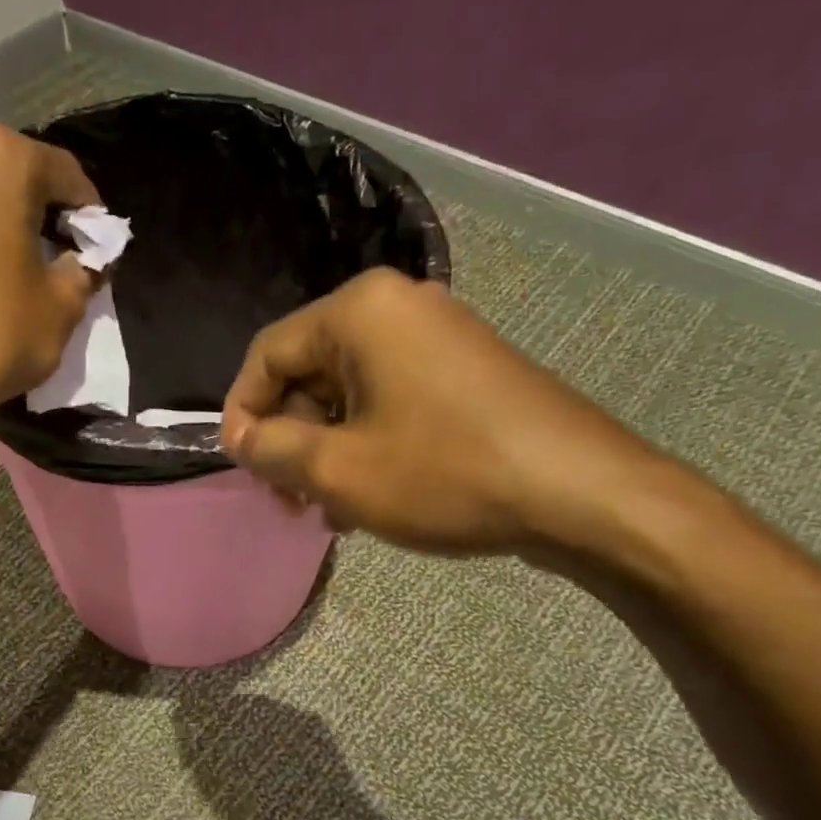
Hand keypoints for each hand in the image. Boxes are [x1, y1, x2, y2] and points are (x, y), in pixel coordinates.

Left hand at [0, 124, 100, 432]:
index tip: (102, 247)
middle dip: (47, 214)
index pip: (66, 174)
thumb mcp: (62, 306)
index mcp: (0, 159)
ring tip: (30, 271)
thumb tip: (84, 261)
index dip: (91, 213)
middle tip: (68, 257)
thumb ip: (84, 270)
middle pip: (19, 178)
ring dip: (11, 225)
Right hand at [220, 268, 665, 554]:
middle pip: (308, 372)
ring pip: (349, 394)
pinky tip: (372, 498)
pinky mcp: (464, 371)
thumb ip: (272, 448)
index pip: (266, 354)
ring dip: (328, 451)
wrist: (580, 493)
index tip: (245, 471)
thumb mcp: (338, 469)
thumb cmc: (445, 473)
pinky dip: (368, 445)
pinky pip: (390, 402)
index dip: (243, 415)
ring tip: (333, 511)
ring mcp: (437, 337)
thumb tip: (240, 438)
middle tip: (292, 500)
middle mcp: (397, 308)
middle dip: (291, 440)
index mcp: (359, 311)